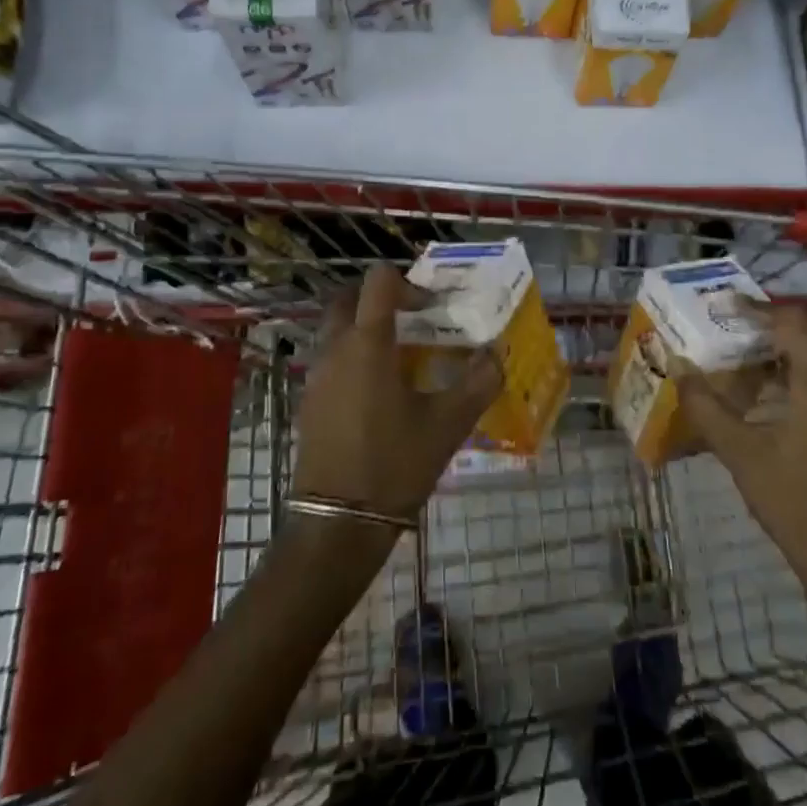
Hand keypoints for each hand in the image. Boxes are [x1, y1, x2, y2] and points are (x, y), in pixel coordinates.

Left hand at [290, 266, 502, 522]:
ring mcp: (316, 375)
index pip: (378, 281)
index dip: (408, 283)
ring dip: (365, 327)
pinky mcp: (309, 401)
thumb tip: (497, 354)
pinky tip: (381, 390)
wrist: (338, 523)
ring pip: (336, 329)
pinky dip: (353, 355)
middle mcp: (335, 349)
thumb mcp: (448, 423)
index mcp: (368, 343)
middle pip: (347, 298)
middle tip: (413, 319)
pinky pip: (330, 358)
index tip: (432, 308)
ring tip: (402, 355)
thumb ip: (479, 382)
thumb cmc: (395, 464)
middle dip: (379, 299)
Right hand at [677, 305, 806, 608]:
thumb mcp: (740, 453)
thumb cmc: (793, 501)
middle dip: (780, 319)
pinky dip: (805, 367)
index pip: (796, 322)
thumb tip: (678, 366)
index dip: (759, 308)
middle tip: (741, 324)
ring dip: (794, 343)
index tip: (725, 307)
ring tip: (751, 352)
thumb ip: (706, 406)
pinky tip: (772, 390)